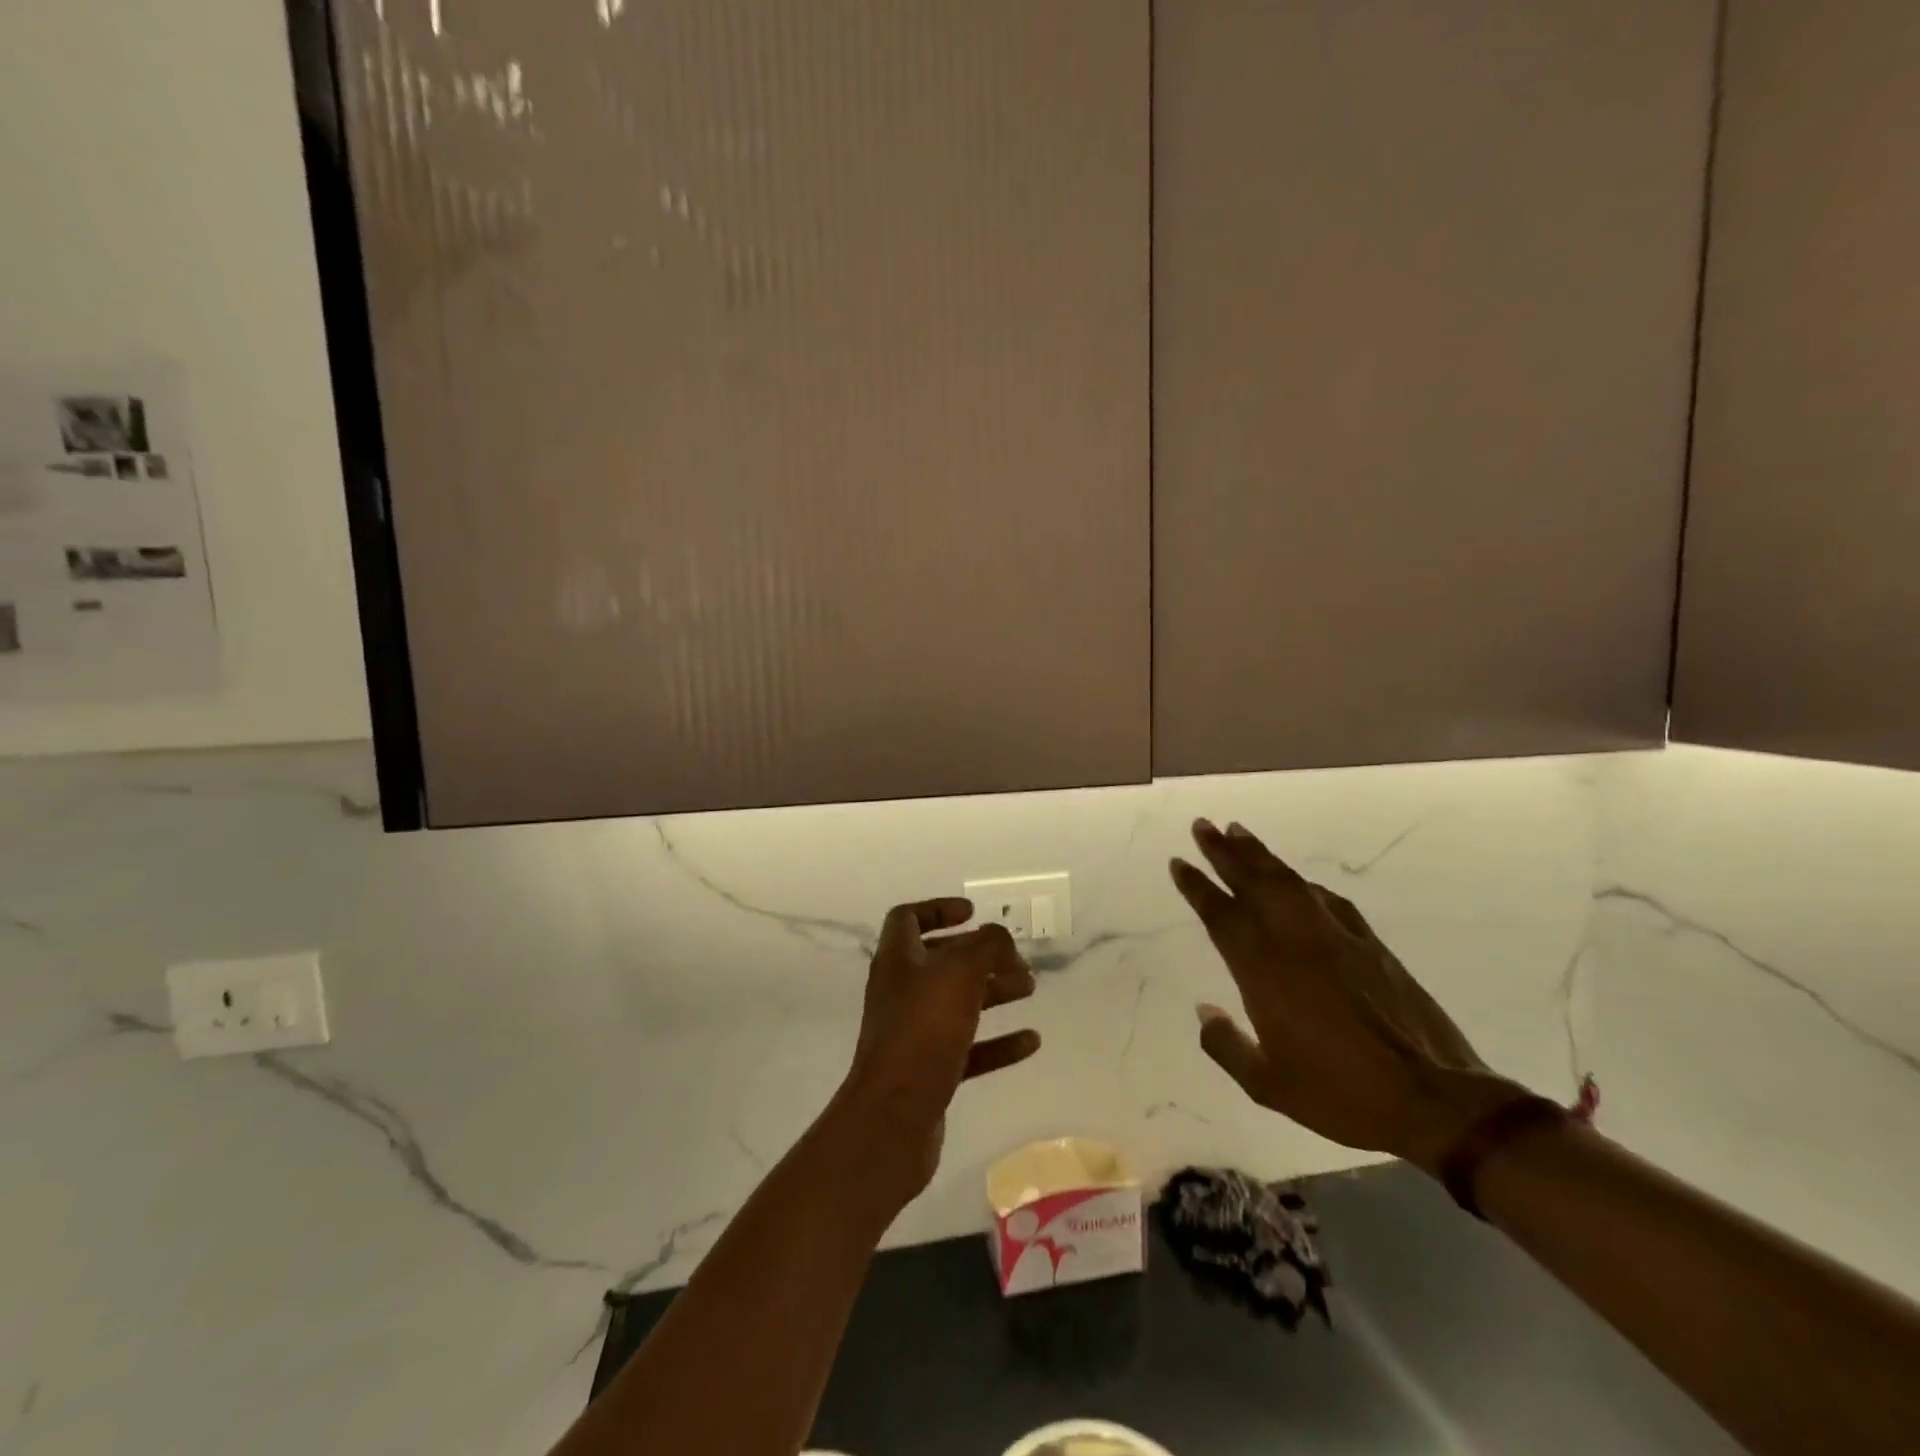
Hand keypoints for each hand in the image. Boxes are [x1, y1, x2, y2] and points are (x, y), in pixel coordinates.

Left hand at [835, 898, 1040, 1200]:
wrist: (894, 1118)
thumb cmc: (923, 1031)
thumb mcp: (960, 973)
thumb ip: (985, 946)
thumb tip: (998, 936)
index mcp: (898, 961)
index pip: (907, 919)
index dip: (938, 909)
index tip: (973, 913)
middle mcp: (902, 992)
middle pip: (941, 962)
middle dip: (980, 956)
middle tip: (1016, 959)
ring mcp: (914, 1034)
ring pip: (958, 1004)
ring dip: (994, 992)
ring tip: (1030, 989)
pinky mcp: (929, 1072)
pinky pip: (968, 1048)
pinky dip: (998, 1042)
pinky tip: (1031, 1042)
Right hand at [1171, 820, 1525, 1174]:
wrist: (1433, 1099)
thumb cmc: (1342, 1096)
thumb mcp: (1268, 1085)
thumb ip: (1226, 1044)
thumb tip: (1203, 1010)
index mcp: (1265, 972)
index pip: (1222, 917)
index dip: (1197, 886)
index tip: (1179, 862)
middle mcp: (1296, 943)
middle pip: (1254, 883)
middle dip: (1224, 852)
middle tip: (1203, 825)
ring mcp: (1336, 939)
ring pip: (1290, 882)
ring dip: (1261, 855)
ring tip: (1239, 832)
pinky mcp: (1371, 945)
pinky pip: (1328, 901)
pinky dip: (1306, 885)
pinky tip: (1299, 880)